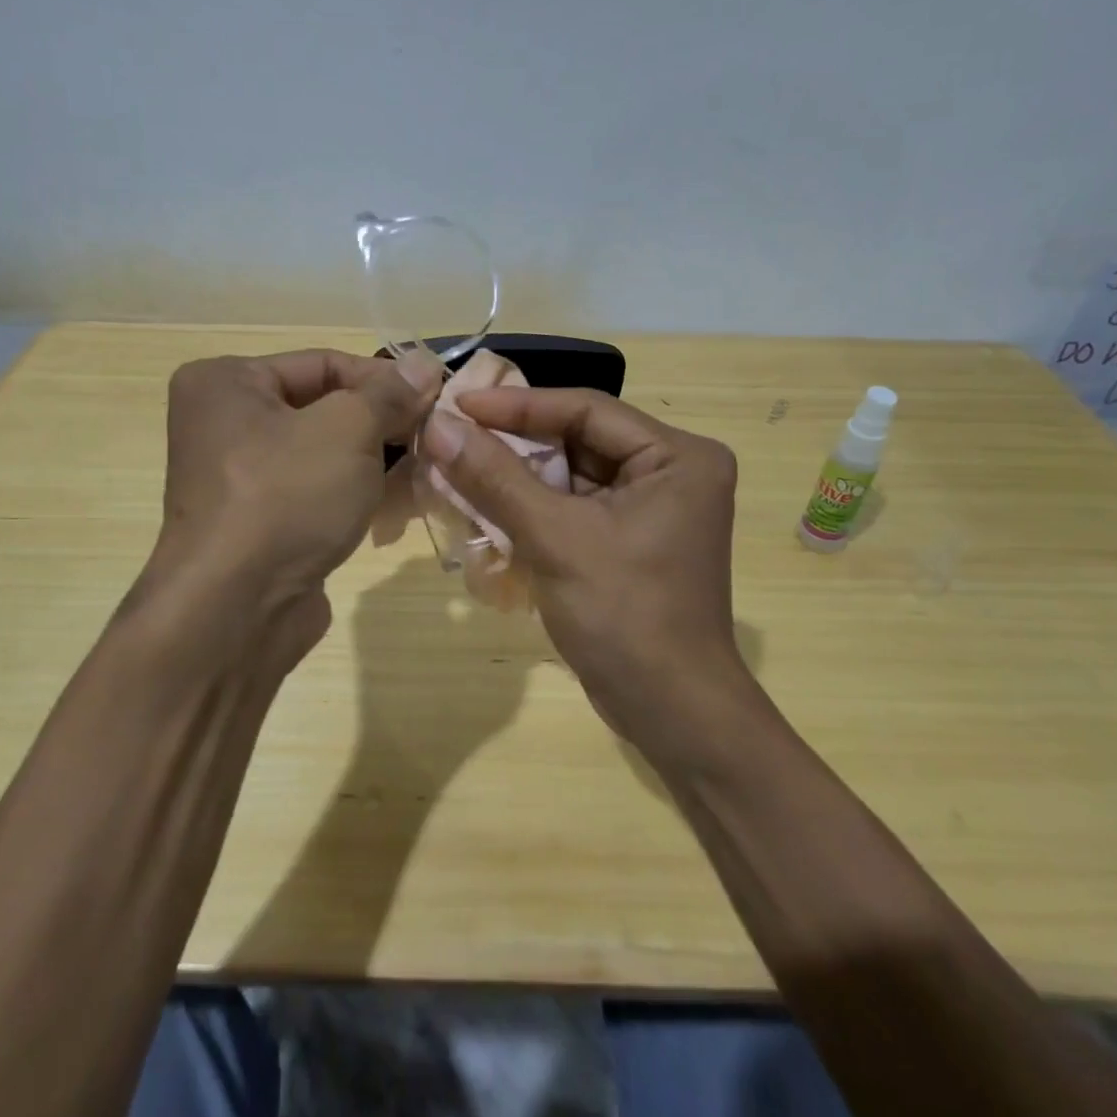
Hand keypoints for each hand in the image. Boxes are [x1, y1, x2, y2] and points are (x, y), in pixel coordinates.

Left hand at [134, 349, 440, 673]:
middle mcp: (223, 423)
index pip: (324, 363)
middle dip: (381, 423)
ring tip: (423, 470)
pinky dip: (352, 492)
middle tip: (432, 436)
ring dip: (374, 460)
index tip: (434, 398)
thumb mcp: (348, 430)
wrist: (236, 610)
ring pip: (324, 452)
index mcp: (226, 382)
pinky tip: (395, 504)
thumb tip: (425, 365)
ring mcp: (238, 477)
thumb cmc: (286, 497)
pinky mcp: (257, 521)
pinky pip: (314, 490)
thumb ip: (389, 394)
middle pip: (323, 407)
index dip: (384, 379)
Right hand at [420, 387, 752, 755]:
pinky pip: (574, 506)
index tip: (457, 402)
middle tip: (452, 435)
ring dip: (517, 476)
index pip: (587, 410)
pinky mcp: (632, 539)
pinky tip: (486, 505)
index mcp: (678, 456)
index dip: (517, 405)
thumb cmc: (625, 615)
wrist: (671, 713)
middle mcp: (672, 471)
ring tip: (457, 465)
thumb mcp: (556, 539)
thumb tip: (437, 425)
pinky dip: (533, 507)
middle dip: (515, 442)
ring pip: (571, 474)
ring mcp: (654, 507)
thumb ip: (496, 478)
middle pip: (579, 439)